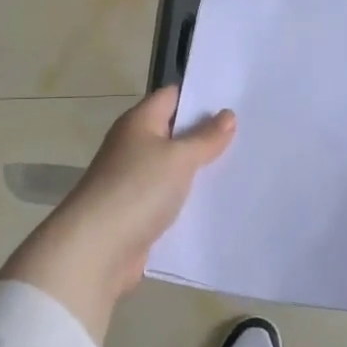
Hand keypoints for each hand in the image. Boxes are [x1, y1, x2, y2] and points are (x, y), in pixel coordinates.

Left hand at [0, 87, 235, 340]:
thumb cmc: (137, 189)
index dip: (202, 96)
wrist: (96, 250)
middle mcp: (135, 146)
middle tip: (250, 133)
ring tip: (244, 166)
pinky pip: (171, 198)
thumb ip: (205, 138)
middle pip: (175, 132)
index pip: (172, 96)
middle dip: (208, 134)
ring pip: (176, 168)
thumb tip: (227, 114)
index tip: (237, 99)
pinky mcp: (139, 213)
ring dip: (202, 170)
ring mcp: (135, 181)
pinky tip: (219, 203)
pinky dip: (191, 200)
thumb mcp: (178, 158)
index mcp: (139, 122)